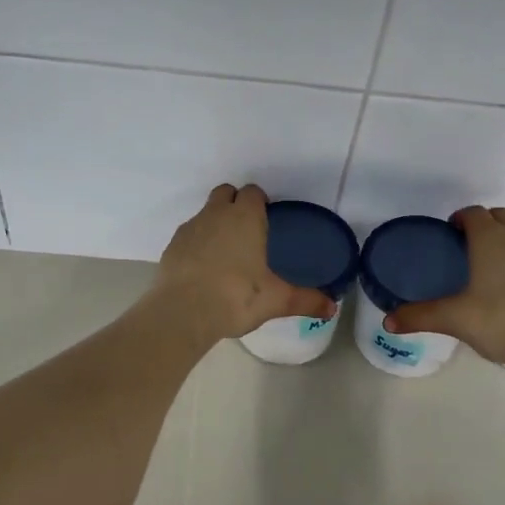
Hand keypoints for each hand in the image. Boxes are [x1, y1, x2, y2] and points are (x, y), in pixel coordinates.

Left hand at [150, 184, 336, 342]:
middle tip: (246, 231)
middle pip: (225, 193)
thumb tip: (332, 308)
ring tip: (225, 254)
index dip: (259, 201)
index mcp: (245, 217)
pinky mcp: (172, 246)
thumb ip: (306, 300)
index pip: (252, 192)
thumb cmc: (237, 297)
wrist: (183, 312)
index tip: (266, 217)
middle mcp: (216, 214)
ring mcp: (190, 228)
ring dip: (214, 223)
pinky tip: (203, 269)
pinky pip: (189, 235)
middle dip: (234, 203)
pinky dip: (196, 244)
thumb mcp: (277, 300)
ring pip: (205, 213)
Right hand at [386, 206, 504, 366]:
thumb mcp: (454, 319)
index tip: (452, 234)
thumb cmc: (500, 323)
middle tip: (474, 244)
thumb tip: (387, 322)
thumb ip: (420, 316)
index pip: (473, 213)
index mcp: (489, 238)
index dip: (461, 219)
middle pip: (500, 213)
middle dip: (486, 221)